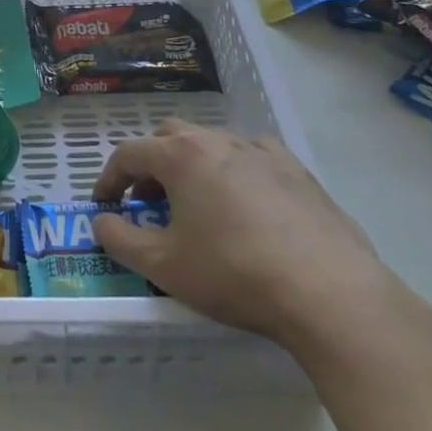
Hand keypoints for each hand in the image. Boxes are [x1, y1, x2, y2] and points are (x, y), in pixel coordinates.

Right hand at [91, 122, 404, 350]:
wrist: (329, 293)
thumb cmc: (234, 274)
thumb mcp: (163, 266)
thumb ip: (120, 240)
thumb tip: (102, 221)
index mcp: (180, 156)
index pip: (128, 154)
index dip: (109, 178)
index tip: (104, 204)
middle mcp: (218, 140)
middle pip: (169, 137)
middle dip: (150, 164)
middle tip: (147, 201)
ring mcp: (262, 151)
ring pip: (212, 142)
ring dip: (192, 165)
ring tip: (195, 203)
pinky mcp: (297, 170)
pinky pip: (253, 155)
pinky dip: (235, 169)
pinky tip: (244, 200)